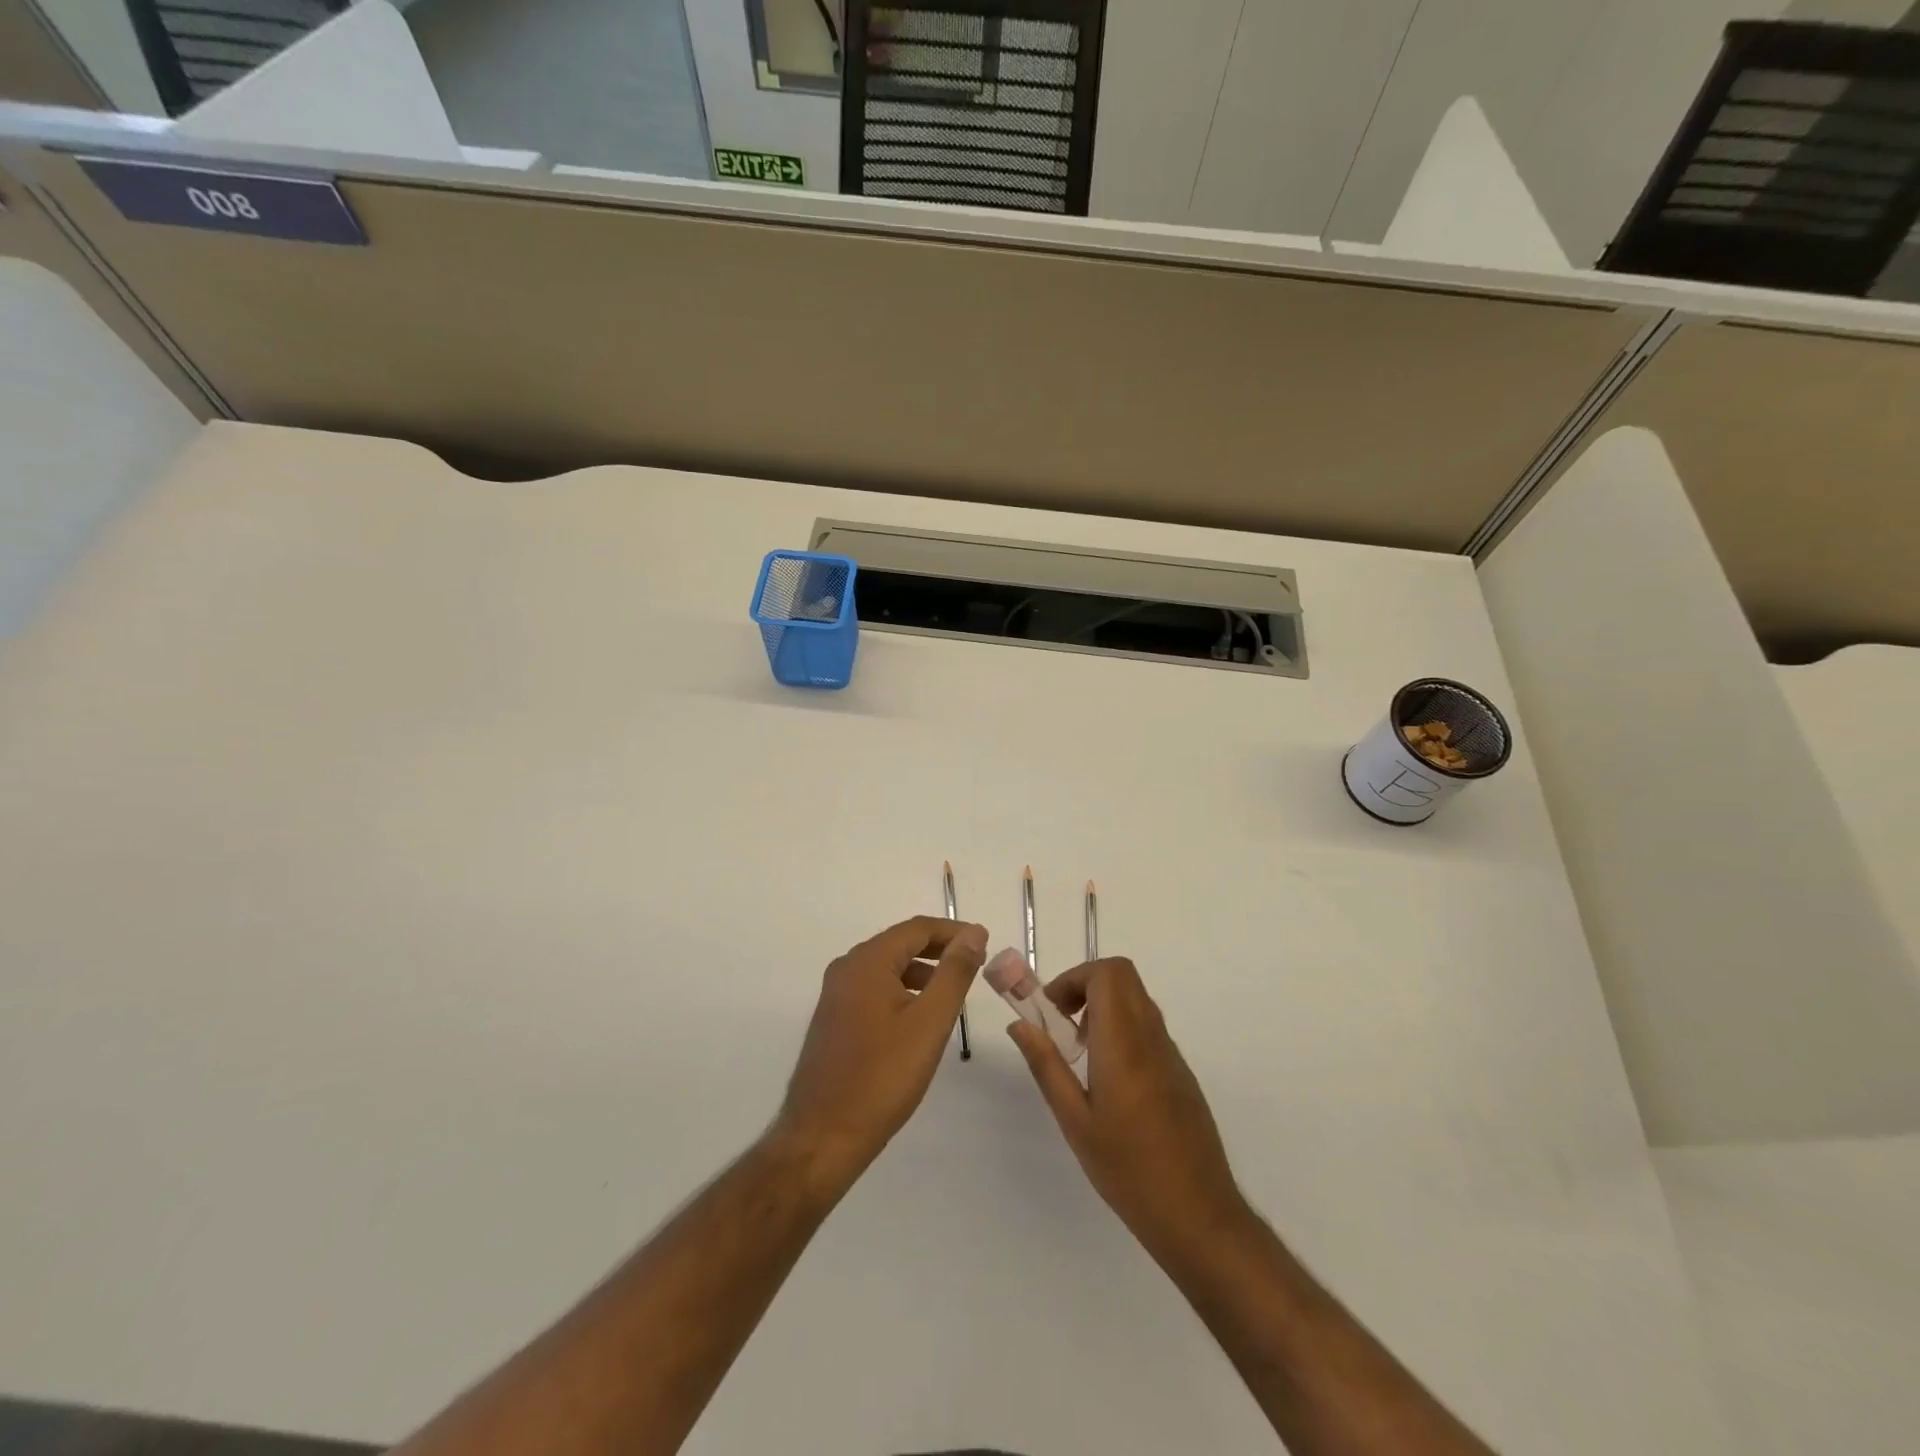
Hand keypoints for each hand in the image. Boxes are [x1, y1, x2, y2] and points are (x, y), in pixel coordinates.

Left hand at [772, 916, 986, 1194]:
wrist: (822, 1137)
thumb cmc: (882, 1077)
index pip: (917, 929)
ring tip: (953, 993)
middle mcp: (846, 969)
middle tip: (975, 965)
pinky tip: (920, 1018)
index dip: (954, 932)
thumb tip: (974, 932)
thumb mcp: (930, 1022)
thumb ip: (954, 973)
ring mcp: (836, 995)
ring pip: (887, 968)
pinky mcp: (834, 1020)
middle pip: (900, 944)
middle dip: (939, 951)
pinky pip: (874, 989)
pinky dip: (902, 991)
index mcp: (867, 962)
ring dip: (922, 972)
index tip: (985, 943)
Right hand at [1007, 957, 1248, 1260]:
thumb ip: (1046, 1066)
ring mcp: (1171, 1054)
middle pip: (1123, 977)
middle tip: (1061, 1025)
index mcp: (1124, 1043)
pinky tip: (1108, 1082)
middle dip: (1085, 986)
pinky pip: (1148, 1029)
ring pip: (1136, 1001)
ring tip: (1079, 1055)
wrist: (1199, 1217)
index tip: (1051, 1011)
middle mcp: (1152, 1037)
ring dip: (1103, 1008)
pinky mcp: (1180, 1073)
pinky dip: (1121, 1030)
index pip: (1108, 973)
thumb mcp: (1075, 1120)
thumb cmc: (1128, 1170)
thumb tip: (1020, 1025)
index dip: (1074, 978)